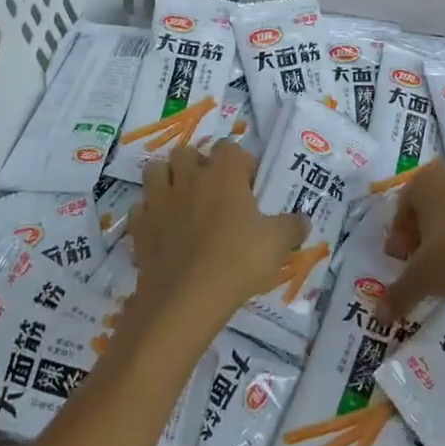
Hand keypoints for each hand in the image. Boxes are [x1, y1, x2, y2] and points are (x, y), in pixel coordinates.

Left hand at [133, 144, 308, 335]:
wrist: (186, 298)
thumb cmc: (238, 261)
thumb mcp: (277, 244)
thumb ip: (292, 227)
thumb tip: (303, 220)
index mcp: (224, 173)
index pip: (230, 148)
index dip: (240, 163)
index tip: (249, 186)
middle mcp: (189, 177)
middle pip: (187, 153)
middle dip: (197, 165)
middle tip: (213, 191)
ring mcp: (160, 200)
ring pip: (155, 171)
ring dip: (167, 179)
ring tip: (182, 202)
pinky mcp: (140, 226)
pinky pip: (141, 208)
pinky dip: (149, 213)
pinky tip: (162, 230)